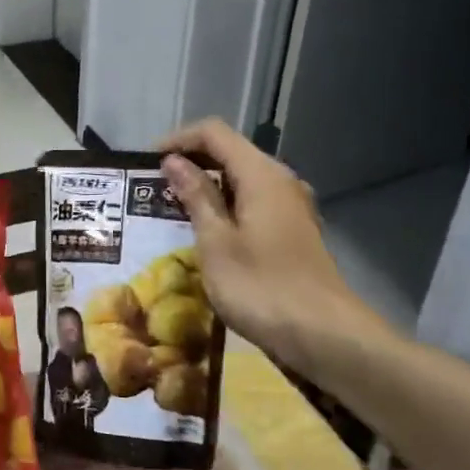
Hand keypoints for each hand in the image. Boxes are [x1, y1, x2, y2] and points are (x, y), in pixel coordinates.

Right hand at [158, 118, 382, 379]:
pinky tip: (203, 232)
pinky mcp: (292, 231)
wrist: (324, 336)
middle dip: (189, 163)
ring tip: (169, 210)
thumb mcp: (215, 241)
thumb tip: (173, 161)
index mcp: (261, 175)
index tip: (145, 164)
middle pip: (229, 152)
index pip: (214, 133)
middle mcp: (280, 181)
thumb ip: (196, 196)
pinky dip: (224, 207)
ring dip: (205, 187)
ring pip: (240, 179)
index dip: (177, 140)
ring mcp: (290, 207)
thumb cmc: (261, 286)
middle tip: (152, 189)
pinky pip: (251, 202)